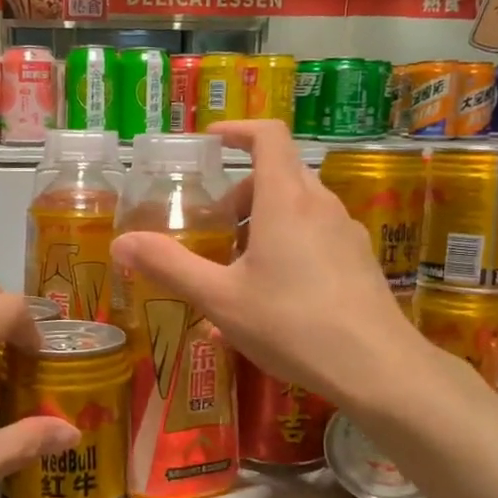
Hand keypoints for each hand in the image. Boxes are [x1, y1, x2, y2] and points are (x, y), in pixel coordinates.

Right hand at [109, 120, 438, 407]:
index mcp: (285, 200)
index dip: (237, 130)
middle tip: (216, 224)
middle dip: (242, 191)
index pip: (267, 136)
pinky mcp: (360, 261)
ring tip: (238, 268)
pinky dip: (289, 246)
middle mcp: (320, 205)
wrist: (376, 367)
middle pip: (280, 174)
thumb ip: (169, 266)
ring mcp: (346, 232)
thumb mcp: (219, 298)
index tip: (211, 142)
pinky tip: (272, 298)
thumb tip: (121, 244)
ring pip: (299, 208)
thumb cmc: (292, 324)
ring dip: (264, 222)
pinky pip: (317, 237)